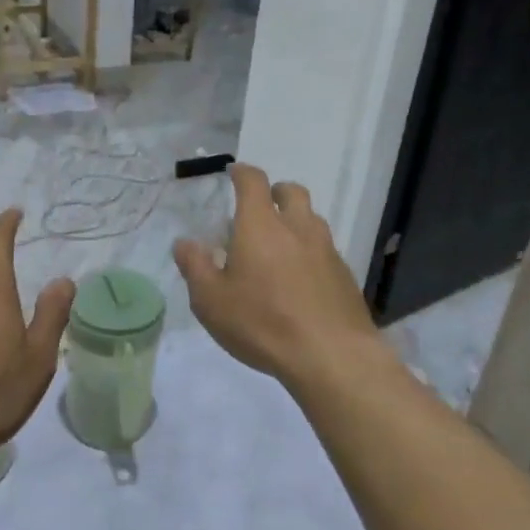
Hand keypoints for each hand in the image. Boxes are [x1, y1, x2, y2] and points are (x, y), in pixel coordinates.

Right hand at [173, 164, 381, 388]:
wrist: (331, 356)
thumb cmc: (262, 323)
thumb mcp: (211, 301)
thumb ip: (195, 267)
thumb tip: (185, 243)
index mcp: (260, 226)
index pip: (253, 182)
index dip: (242, 173)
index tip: (234, 173)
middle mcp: (297, 228)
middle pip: (291, 192)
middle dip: (275, 192)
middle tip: (261, 208)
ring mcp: (326, 250)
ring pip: (312, 219)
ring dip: (295, 221)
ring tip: (280, 245)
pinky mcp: (344, 275)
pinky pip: (325, 249)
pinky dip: (310, 252)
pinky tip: (301, 279)